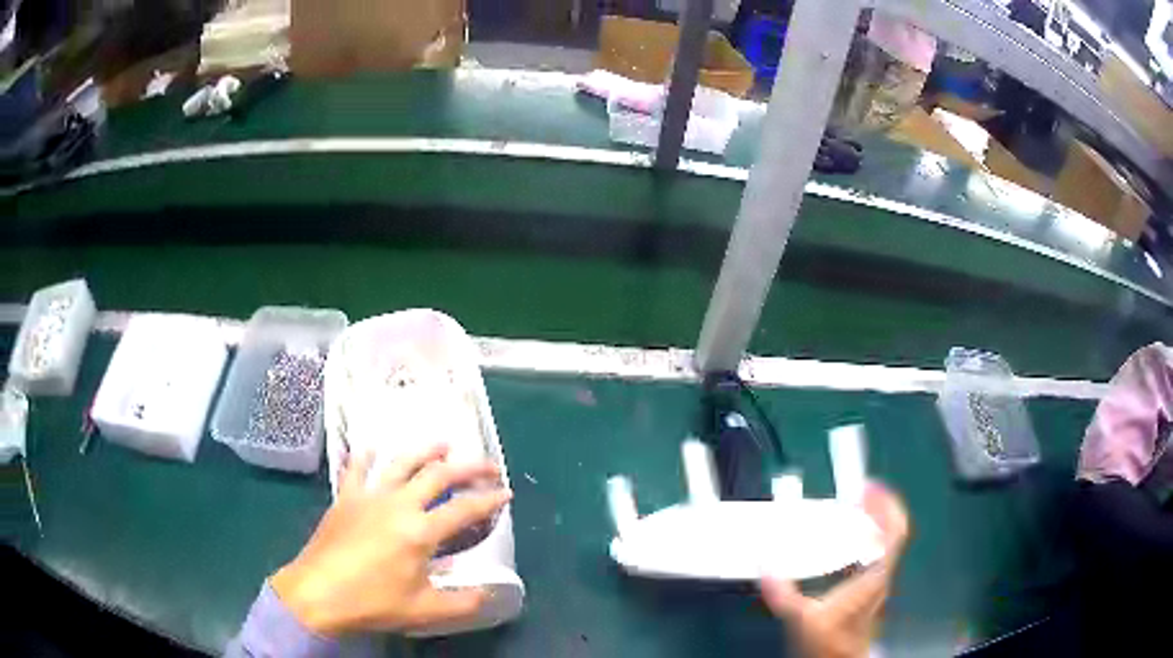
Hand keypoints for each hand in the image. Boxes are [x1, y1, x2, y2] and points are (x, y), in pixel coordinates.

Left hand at [271, 444, 510, 635]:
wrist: (318, 593)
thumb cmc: (373, 602)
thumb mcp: (424, 610)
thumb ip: (463, 602)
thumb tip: (489, 593)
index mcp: (421, 532)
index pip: (465, 509)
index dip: (489, 500)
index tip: (506, 493)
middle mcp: (398, 504)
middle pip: (438, 475)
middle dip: (468, 467)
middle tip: (488, 465)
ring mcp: (369, 496)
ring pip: (401, 462)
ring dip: (425, 450)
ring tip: (443, 443)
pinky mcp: (345, 497)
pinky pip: (356, 469)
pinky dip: (365, 456)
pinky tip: (370, 448)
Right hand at [760, 482, 909, 657]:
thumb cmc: (828, 644)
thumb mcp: (801, 618)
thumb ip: (782, 592)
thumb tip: (764, 566)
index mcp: (873, 577)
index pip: (894, 532)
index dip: (886, 505)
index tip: (869, 486)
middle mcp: (881, 576)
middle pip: (893, 533)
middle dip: (879, 508)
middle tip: (859, 494)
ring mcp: (878, 584)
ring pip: (886, 544)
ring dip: (874, 523)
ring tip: (854, 512)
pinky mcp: (870, 592)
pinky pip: (877, 556)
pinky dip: (867, 541)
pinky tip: (847, 545)